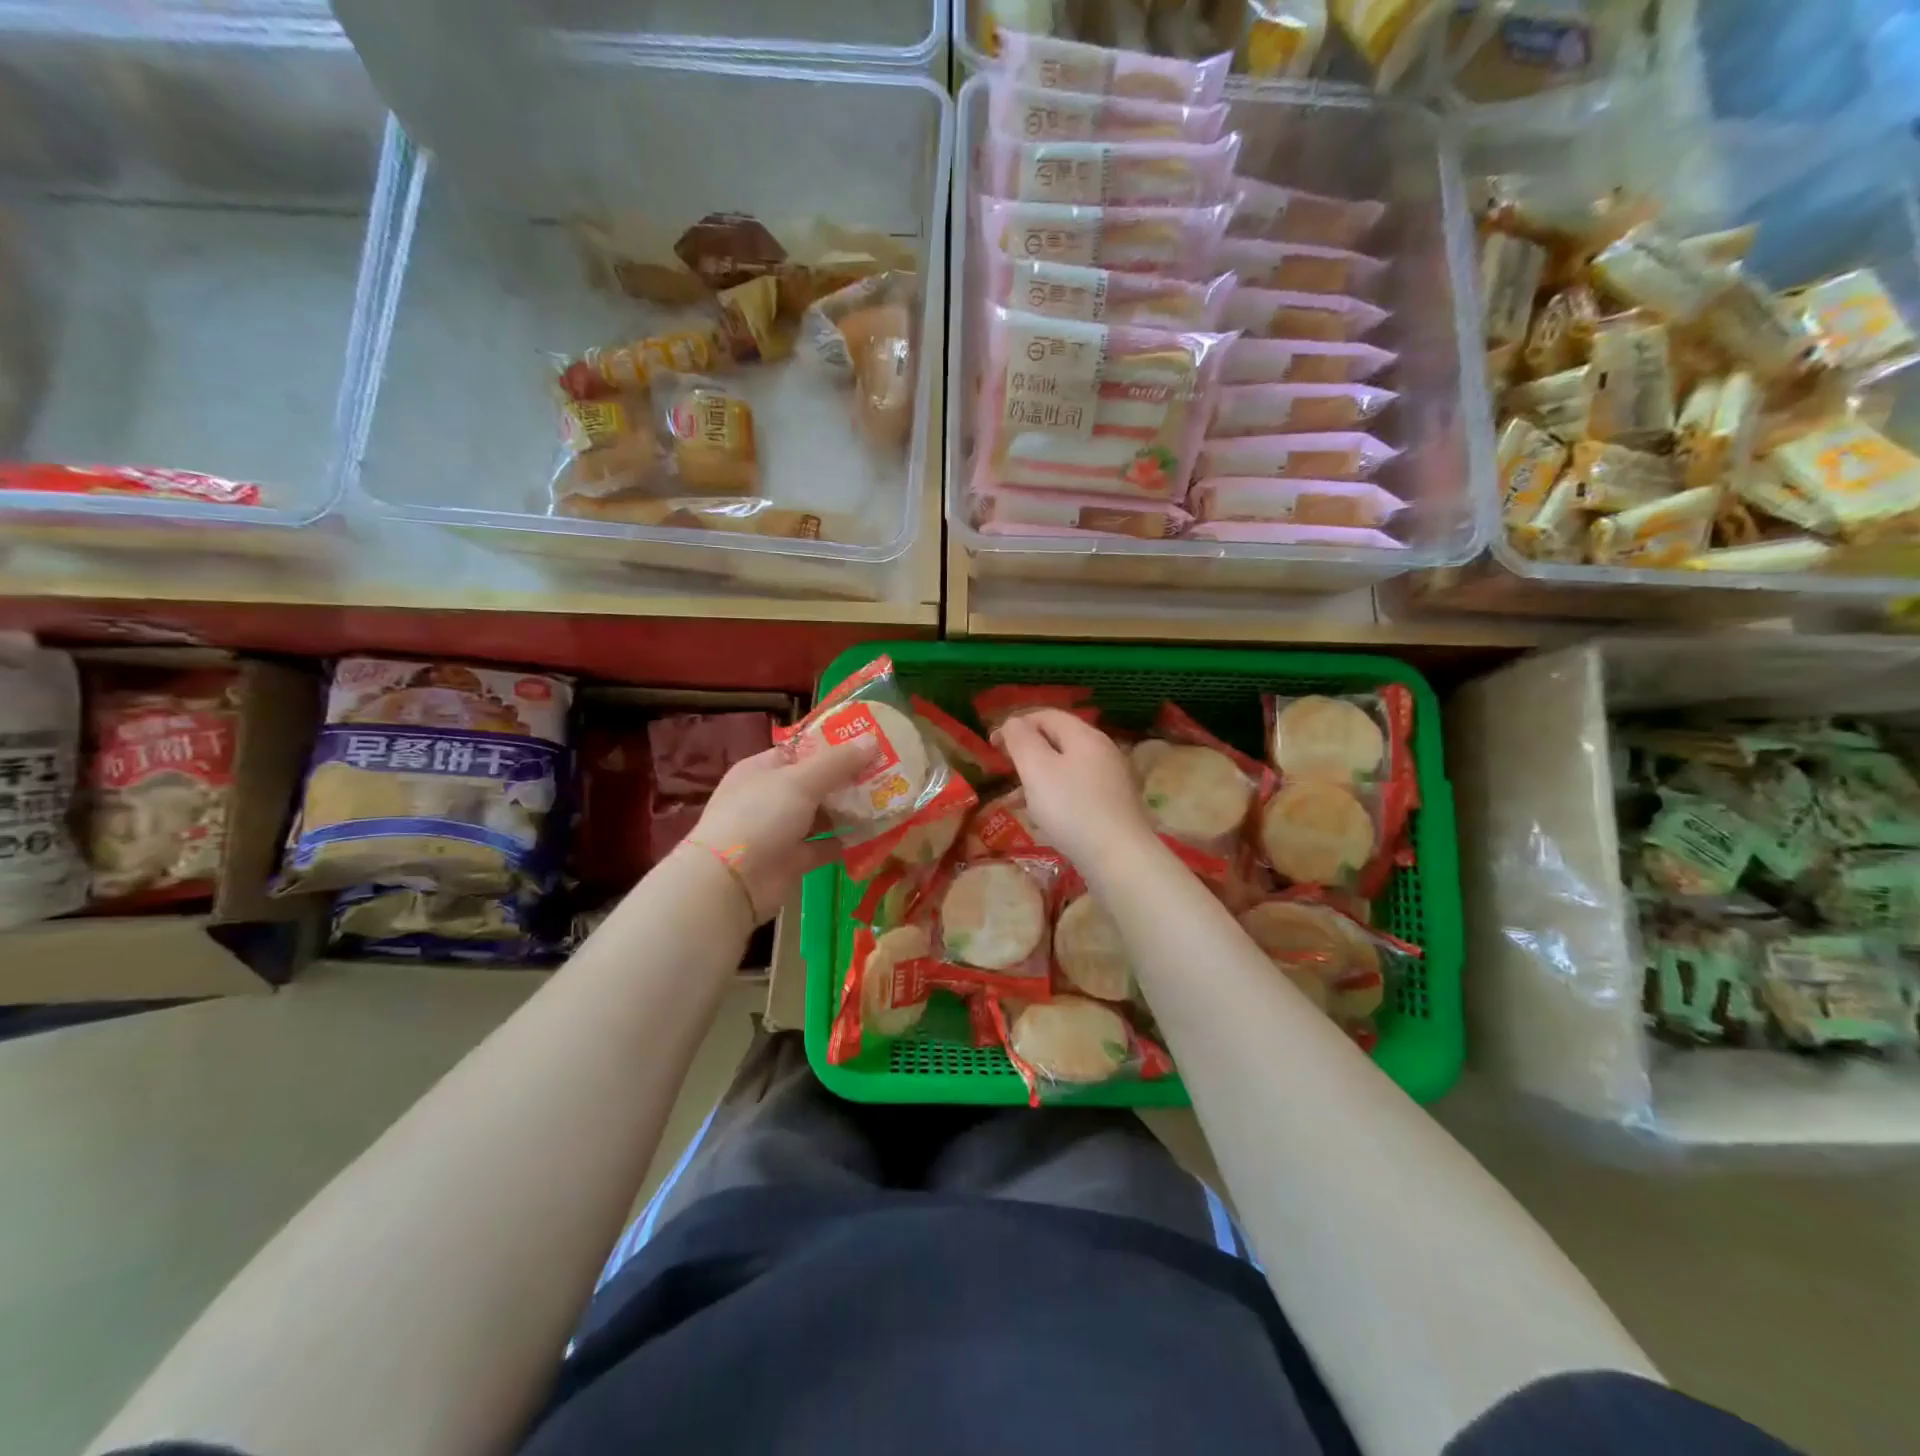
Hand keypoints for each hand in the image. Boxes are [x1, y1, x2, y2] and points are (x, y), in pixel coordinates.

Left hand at [681, 740, 874, 922]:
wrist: (730, 883)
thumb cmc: (760, 817)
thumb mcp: (800, 781)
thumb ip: (837, 763)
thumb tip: (872, 740)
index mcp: (763, 769)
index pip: (802, 751)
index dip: (833, 746)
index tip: (869, 744)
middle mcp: (770, 797)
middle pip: (816, 783)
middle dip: (849, 779)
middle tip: (888, 772)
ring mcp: (780, 830)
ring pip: (822, 815)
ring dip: (850, 810)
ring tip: (888, 800)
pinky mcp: (791, 860)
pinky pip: (824, 845)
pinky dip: (845, 841)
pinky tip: (874, 834)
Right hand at [995, 709, 1156, 873]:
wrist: (1119, 858)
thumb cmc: (1071, 809)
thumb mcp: (1037, 769)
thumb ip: (1021, 740)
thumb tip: (1014, 722)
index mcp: (1084, 736)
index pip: (1046, 715)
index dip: (1016, 724)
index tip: (992, 745)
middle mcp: (1102, 750)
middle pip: (1059, 739)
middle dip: (1028, 750)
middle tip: (1005, 768)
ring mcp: (1112, 778)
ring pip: (1067, 766)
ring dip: (1039, 775)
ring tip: (1017, 797)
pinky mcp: (1114, 805)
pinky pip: (1077, 789)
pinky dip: (1056, 794)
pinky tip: (1044, 815)